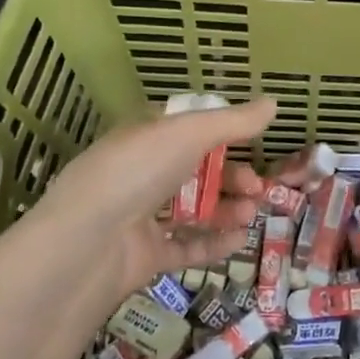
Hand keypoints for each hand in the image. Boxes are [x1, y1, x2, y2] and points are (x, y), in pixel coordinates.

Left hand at [27, 97, 277, 298]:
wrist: (85, 245)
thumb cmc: (136, 172)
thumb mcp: (187, 134)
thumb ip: (233, 122)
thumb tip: (274, 103)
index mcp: (145, 138)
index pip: (188, 130)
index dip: (223, 136)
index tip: (254, 146)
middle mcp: (141, 174)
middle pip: (196, 172)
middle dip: (232, 178)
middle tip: (258, 188)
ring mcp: (140, 217)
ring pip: (193, 209)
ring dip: (227, 209)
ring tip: (251, 215)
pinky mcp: (144, 256)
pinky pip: (185, 246)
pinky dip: (212, 243)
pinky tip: (239, 240)